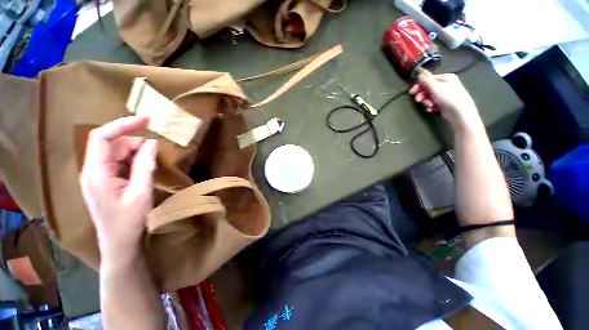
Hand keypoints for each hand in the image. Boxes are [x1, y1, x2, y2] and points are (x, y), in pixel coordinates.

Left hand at [80, 116, 157, 261]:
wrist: (119, 244)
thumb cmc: (129, 221)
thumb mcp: (141, 192)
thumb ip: (144, 166)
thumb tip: (152, 143)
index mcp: (96, 172)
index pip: (102, 137)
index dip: (123, 125)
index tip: (146, 120)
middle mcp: (92, 171)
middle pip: (111, 145)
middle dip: (135, 143)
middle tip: (157, 152)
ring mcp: (97, 177)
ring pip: (116, 154)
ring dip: (135, 154)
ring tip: (152, 163)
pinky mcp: (104, 182)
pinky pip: (118, 163)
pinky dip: (133, 162)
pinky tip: (144, 170)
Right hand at [409, 72, 481, 131]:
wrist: (459, 112)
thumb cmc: (448, 97)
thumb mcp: (435, 87)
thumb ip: (426, 80)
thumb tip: (419, 73)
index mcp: (446, 78)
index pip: (429, 79)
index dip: (419, 85)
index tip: (411, 92)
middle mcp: (446, 84)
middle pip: (429, 88)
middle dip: (422, 95)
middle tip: (418, 100)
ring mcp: (446, 94)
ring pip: (430, 96)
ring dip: (426, 101)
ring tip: (428, 106)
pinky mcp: (445, 103)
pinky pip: (434, 103)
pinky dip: (431, 106)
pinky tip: (431, 109)